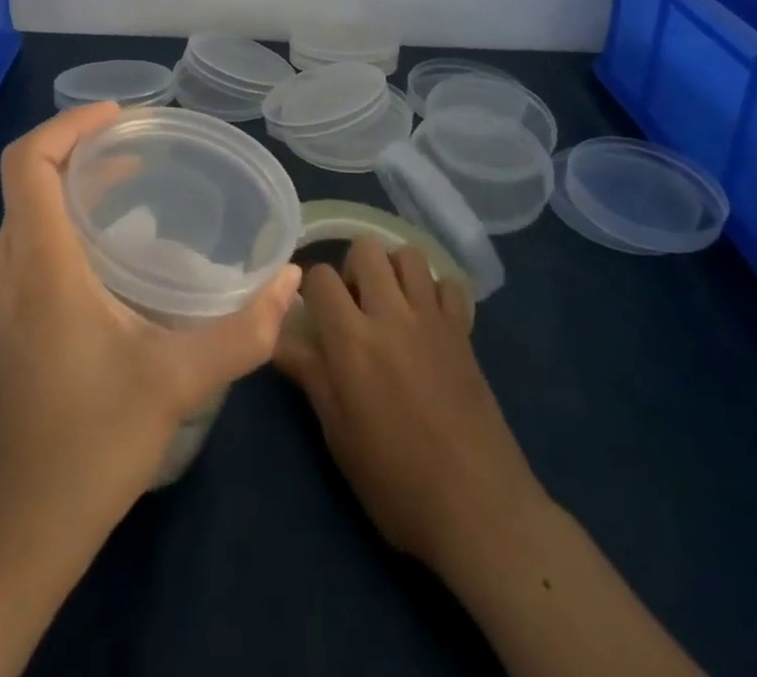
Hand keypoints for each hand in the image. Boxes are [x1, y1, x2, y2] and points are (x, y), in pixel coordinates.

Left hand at [0, 103, 301, 549]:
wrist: (14, 537)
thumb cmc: (95, 445)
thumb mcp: (179, 382)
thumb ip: (245, 329)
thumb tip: (292, 279)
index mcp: (38, 269)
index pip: (29, 164)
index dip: (69, 126)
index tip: (120, 118)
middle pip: (27, 186)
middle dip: (81, 159)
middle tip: (140, 160)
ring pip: (20, 222)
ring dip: (69, 200)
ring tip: (127, 206)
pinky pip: (13, 256)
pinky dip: (52, 237)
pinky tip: (95, 272)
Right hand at [273, 237, 537, 576]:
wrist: (479, 508)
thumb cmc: (397, 482)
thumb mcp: (339, 436)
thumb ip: (311, 376)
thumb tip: (277, 339)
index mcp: (352, 340)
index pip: (320, 277)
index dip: (311, 290)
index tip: (313, 313)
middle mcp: (391, 314)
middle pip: (365, 248)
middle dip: (352, 268)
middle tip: (353, 306)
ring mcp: (432, 318)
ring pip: (408, 254)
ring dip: (393, 269)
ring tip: (389, 304)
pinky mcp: (464, 330)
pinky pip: (447, 283)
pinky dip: (434, 290)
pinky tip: (427, 319)